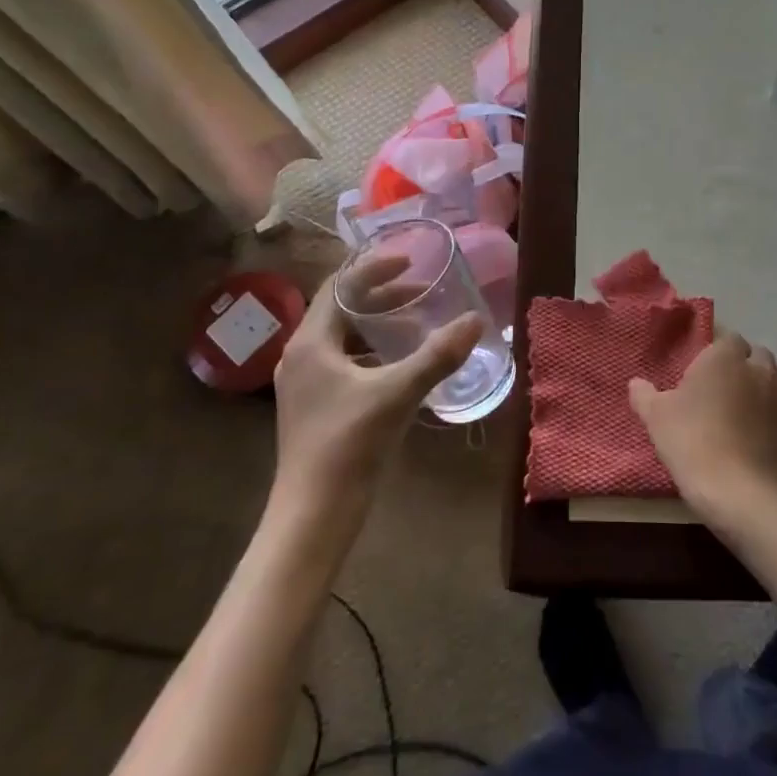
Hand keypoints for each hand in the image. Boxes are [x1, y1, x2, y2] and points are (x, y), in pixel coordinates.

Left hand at [269, 257, 481, 533]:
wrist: (313, 514)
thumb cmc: (348, 445)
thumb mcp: (397, 394)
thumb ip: (437, 355)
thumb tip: (474, 320)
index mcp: (310, 343)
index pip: (338, 286)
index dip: (373, 269)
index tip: (409, 261)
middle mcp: (302, 355)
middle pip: (341, 309)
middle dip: (382, 296)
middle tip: (422, 291)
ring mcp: (307, 383)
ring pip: (345, 338)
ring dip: (379, 325)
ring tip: (417, 323)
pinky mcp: (316, 406)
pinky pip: (347, 362)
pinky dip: (375, 353)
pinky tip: (403, 364)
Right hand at [629, 330, 776, 522]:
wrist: (737, 492)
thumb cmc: (691, 442)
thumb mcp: (656, 418)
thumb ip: (645, 395)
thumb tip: (635, 383)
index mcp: (725, 358)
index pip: (729, 339)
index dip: (719, 352)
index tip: (705, 371)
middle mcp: (760, 370)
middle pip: (760, 355)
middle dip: (748, 365)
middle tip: (728, 388)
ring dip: (773, 384)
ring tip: (756, 403)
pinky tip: (775, 433)